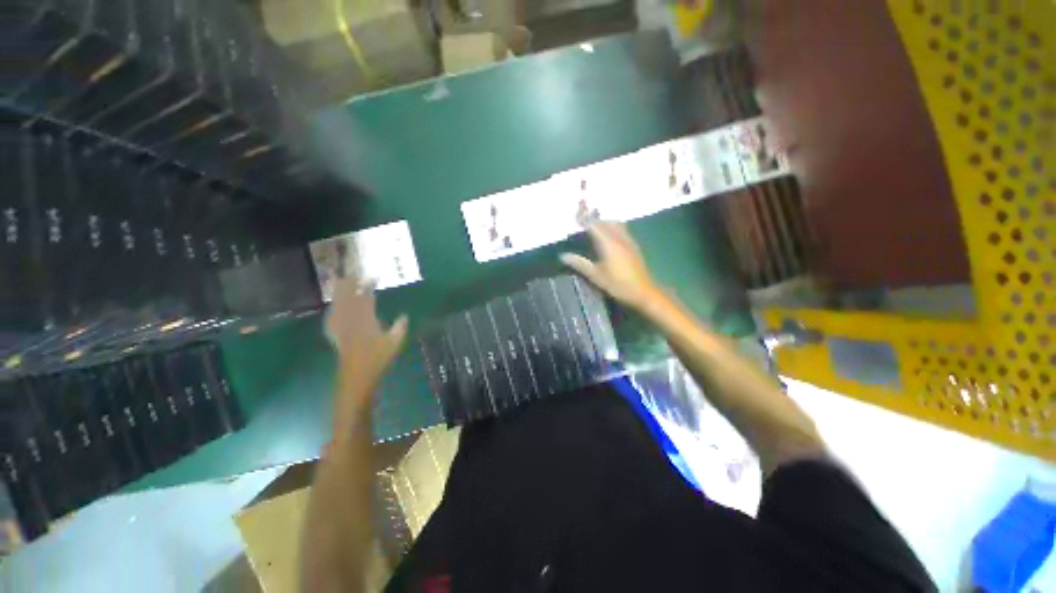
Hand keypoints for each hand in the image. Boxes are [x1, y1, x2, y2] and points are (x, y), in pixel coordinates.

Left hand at [325, 278, 407, 414]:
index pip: (365, 296)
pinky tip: (333, 309)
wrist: (357, 376)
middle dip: (349, 284)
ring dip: (339, 293)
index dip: (368, 285)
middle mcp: (350, 319)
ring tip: (342, 284)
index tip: (373, 277)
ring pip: (337, 304)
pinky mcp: (335, 334)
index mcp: (366, 318)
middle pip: (346, 296)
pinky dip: (333, 310)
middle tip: (354, 275)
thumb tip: (404, 315)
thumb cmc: (378, 358)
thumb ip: (400, 327)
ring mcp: (340, 326)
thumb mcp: (395, 342)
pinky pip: (331, 318)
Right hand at [560, 221, 659, 310]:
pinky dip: (612, 226)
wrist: (644, 292)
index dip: (584, 217)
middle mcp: (619, 237)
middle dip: (593, 217)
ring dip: (603, 221)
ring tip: (593, 225)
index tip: (575, 212)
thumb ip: (580, 264)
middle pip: (604, 221)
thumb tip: (563, 256)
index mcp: (608, 243)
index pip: (594, 224)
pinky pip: (621, 229)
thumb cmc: (618, 285)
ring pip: (615, 223)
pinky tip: (608, 235)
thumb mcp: (596, 276)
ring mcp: (628, 240)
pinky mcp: (633, 246)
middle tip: (582, 217)